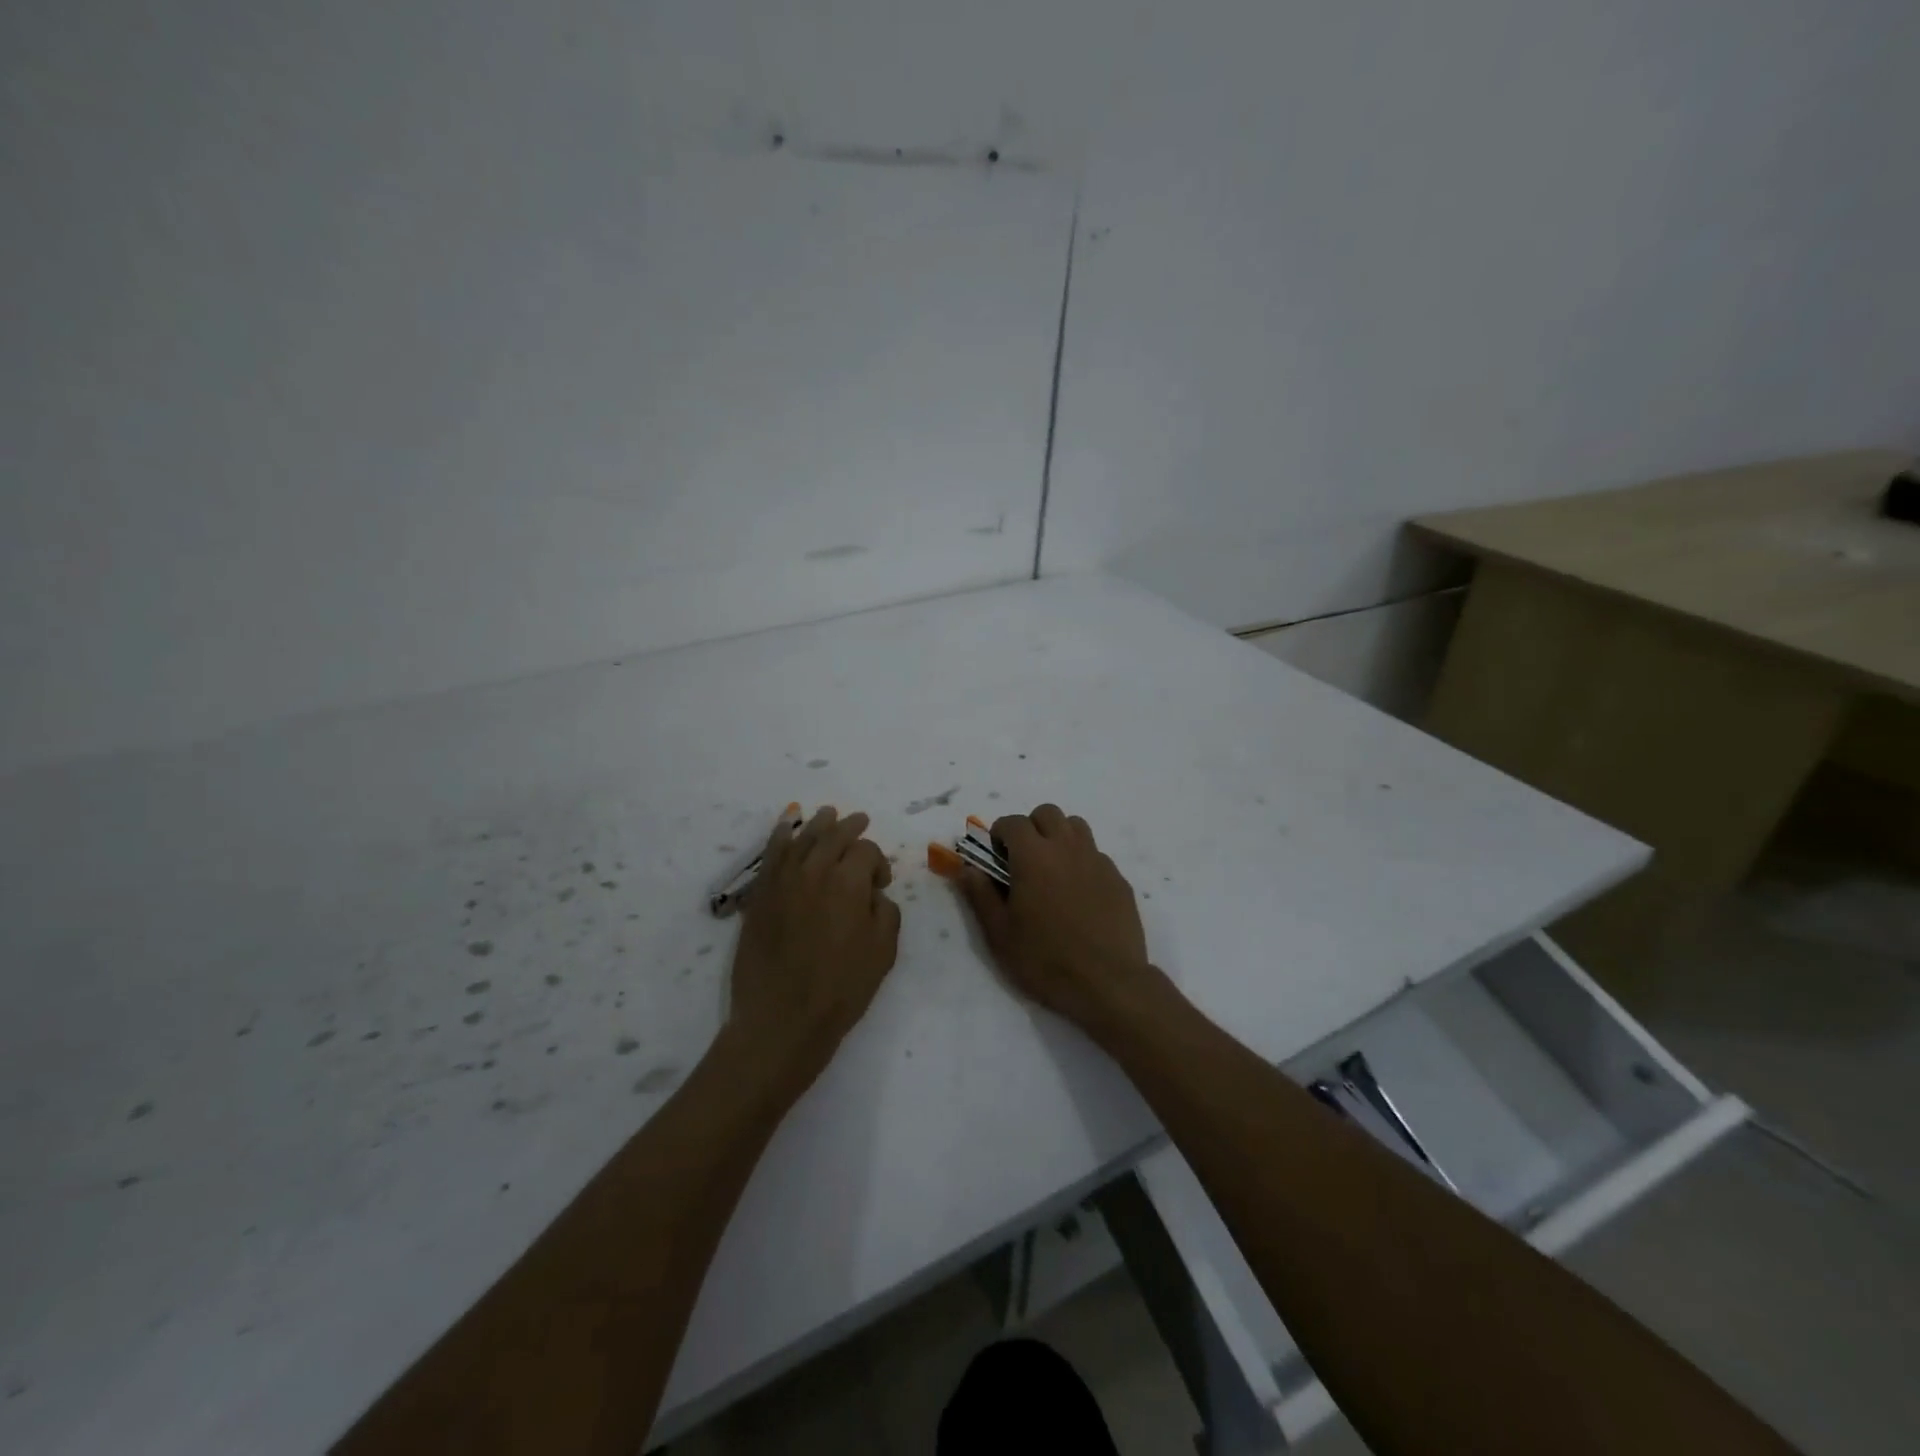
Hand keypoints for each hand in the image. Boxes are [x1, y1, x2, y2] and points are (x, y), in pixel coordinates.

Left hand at [725, 806, 900, 1101]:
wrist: (782, 1018)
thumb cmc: (841, 988)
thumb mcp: (883, 951)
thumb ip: (886, 911)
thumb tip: (873, 894)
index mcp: (848, 881)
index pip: (866, 851)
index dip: (878, 863)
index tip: (881, 884)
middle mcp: (814, 870)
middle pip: (834, 835)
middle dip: (851, 827)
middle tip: (861, 821)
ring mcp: (782, 880)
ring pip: (802, 837)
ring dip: (819, 824)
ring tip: (828, 814)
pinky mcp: (760, 894)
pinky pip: (772, 854)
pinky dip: (781, 834)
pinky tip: (786, 825)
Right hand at [957, 804, 1161, 1039]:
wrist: (1108, 984)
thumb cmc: (1045, 959)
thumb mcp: (1000, 933)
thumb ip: (980, 895)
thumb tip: (968, 868)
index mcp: (1034, 856)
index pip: (1013, 822)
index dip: (999, 834)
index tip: (995, 857)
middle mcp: (1067, 848)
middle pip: (1047, 813)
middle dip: (1031, 828)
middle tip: (1022, 859)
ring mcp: (1097, 861)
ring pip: (1076, 827)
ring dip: (1059, 837)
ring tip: (1051, 870)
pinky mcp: (1118, 879)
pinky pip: (1096, 854)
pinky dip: (1081, 861)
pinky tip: (1078, 894)